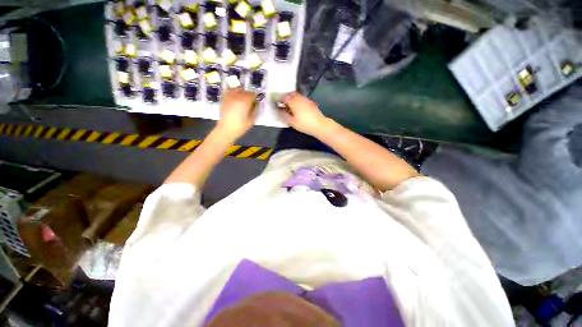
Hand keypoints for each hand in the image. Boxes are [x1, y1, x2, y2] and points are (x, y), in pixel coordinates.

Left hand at [217, 88, 257, 139]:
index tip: (257, 101)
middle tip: (251, 101)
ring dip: (242, 92)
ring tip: (243, 99)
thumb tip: (257, 104)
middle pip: (245, 91)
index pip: (253, 94)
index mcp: (245, 101)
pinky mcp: (223, 99)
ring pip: (237, 89)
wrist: (226, 129)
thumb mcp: (252, 120)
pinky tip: (235, 98)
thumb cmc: (240, 126)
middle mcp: (237, 96)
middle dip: (249, 95)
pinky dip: (234, 93)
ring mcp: (229, 96)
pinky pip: (229, 91)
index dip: (256, 97)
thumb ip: (255, 110)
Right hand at [278, 92, 329, 135]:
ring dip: (291, 97)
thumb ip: (283, 115)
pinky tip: (297, 106)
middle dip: (284, 97)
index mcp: (293, 102)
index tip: (275, 102)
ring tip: (288, 105)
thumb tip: (278, 110)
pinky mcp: (310, 102)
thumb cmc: (304, 124)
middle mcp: (299, 98)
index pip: (283, 97)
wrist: (319, 125)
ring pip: (296, 95)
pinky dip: (296, 100)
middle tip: (281, 102)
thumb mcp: (292, 122)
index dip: (278, 99)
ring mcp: (305, 99)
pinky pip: (301, 98)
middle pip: (290, 94)